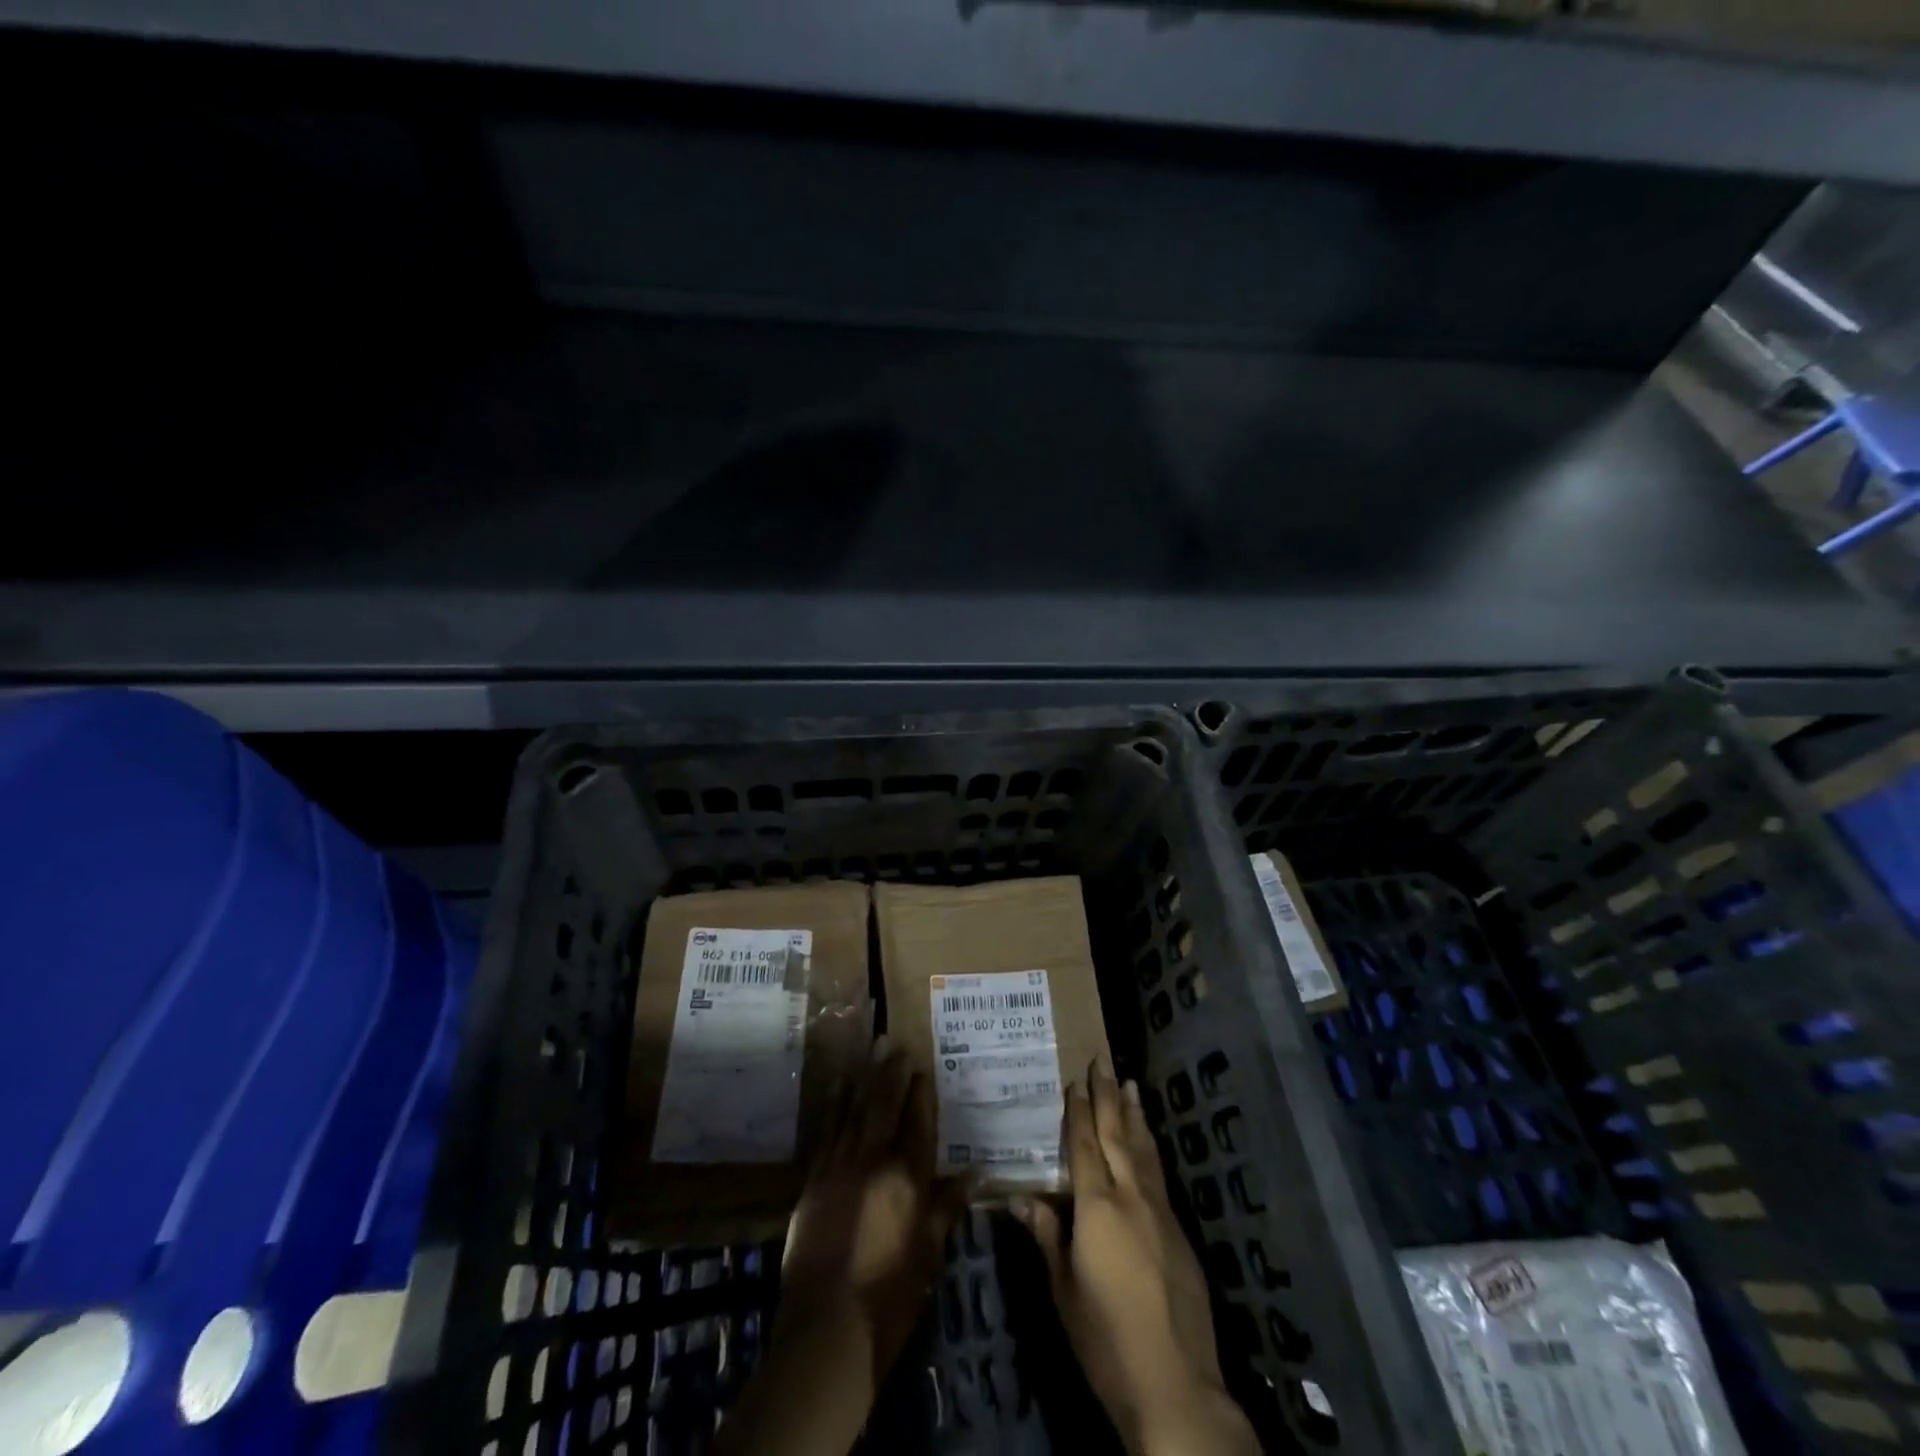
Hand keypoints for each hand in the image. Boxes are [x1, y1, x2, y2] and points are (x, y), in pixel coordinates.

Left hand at [779, 1036, 964, 1373]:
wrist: (826, 1330)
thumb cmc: (889, 1297)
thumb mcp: (929, 1255)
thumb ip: (948, 1208)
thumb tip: (976, 1172)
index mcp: (908, 1179)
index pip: (918, 1122)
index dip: (921, 1092)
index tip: (922, 1064)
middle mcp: (874, 1161)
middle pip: (885, 1105)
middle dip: (891, 1073)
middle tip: (894, 1042)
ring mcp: (840, 1167)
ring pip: (855, 1110)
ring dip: (864, 1078)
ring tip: (870, 1050)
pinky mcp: (814, 1179)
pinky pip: (827, 1130)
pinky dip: (833, 1104)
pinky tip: (837, 1085)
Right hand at [1012, 1065, 1259, 1455]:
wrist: (1174, 1382)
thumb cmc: (1105, 1338)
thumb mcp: (1063, 1289)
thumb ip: (1045, 1236)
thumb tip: (1018, 1197)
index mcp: (1096, 1207)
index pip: (1085, 1145)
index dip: (1079, 1111)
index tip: (1075, 1081)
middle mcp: (1130, 1197)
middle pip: (1117, 1135)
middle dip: (1108, 1097)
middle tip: (1103, 1063)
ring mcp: (1159, 1211)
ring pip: (1143, 1149)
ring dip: (1134, 1114)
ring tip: (1130, 1083)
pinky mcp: (1179, 1231)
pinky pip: (1158, 1173)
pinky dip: (1150, 1147)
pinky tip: (1148, 1141)